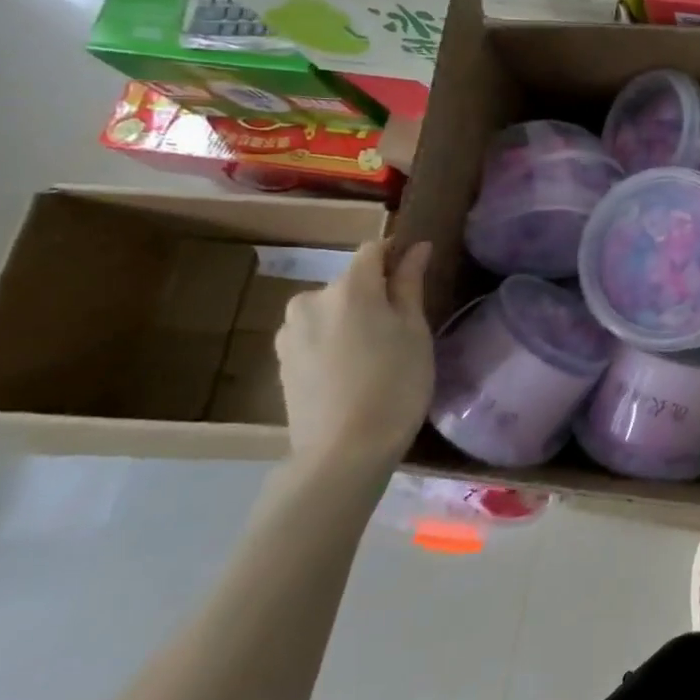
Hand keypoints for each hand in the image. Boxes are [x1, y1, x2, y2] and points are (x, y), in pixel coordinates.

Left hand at [274, 240, 434, 477]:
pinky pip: (315, 334)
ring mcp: (290, 331)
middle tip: (401, 327)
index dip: (396, 255)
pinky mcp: (281, 360)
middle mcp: (312, 299)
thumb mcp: (415, 331)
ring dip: (351, 318)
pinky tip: (350, 371)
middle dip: (374, 294)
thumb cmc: (395, 384)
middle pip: (350, 282)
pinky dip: (333, 341)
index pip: (373, 250)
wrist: (344, 452)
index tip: (415, 275)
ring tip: (374, 353)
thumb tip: (417, 247)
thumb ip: (410, 284)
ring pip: (330, 309)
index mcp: (350, 287)